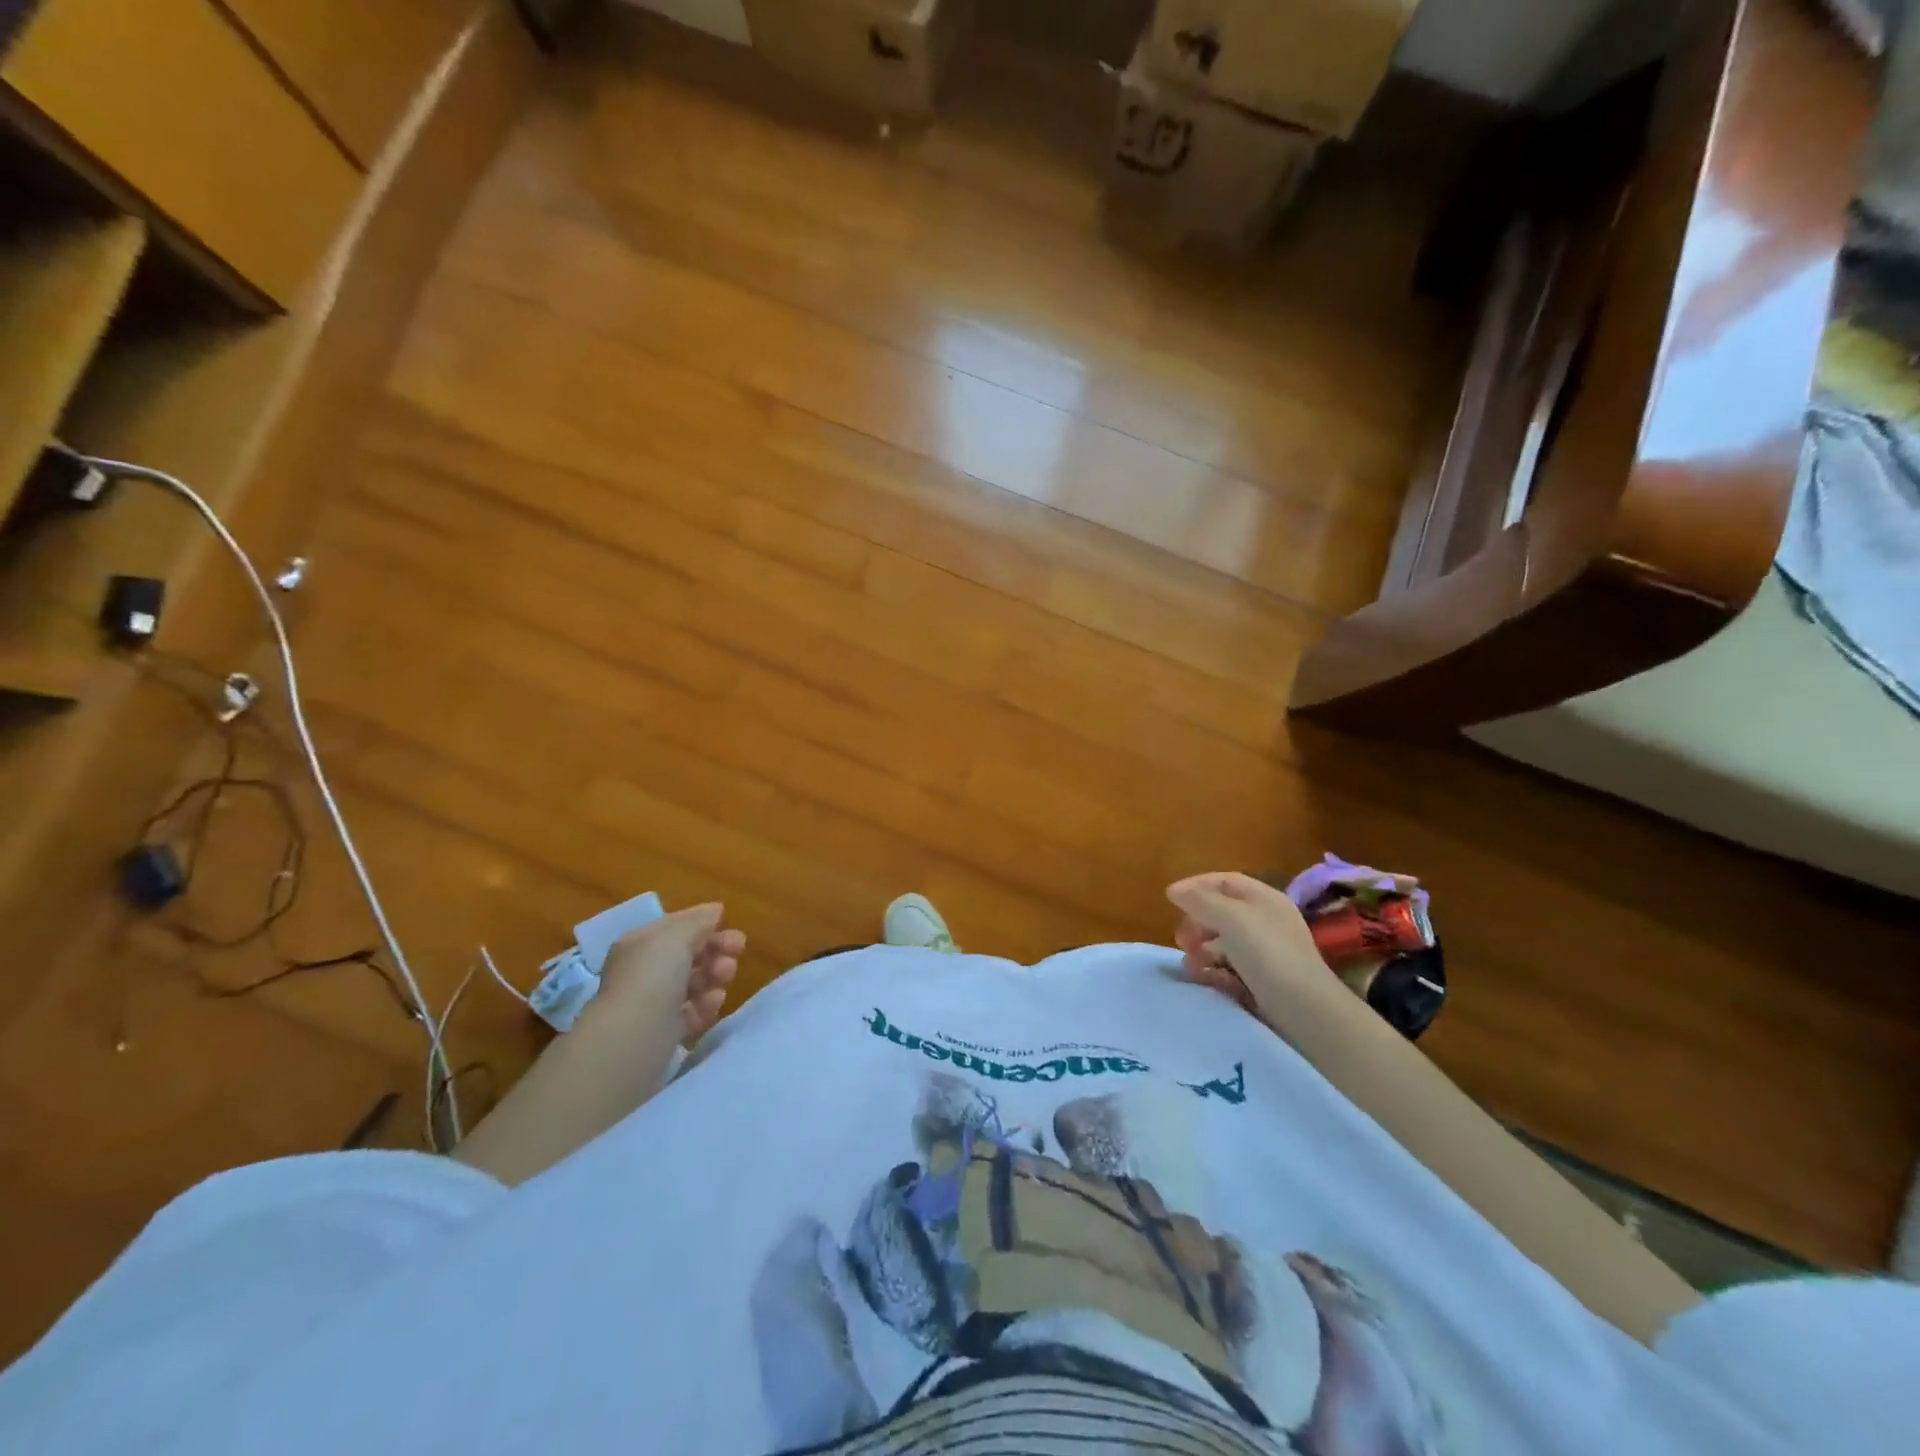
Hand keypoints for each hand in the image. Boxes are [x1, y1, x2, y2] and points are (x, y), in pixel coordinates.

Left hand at [598, 903, 745, 1043]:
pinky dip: (706, 1005)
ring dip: (714, 977)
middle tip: (737, 953)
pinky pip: (692, 1012)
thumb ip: (699, 920)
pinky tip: (714, 1003)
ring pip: (693, 984)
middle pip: (688, 956)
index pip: (677, 928)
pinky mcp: (663, 1033)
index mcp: (640, 944)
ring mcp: (653, 1003)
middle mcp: (643, 971)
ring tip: (724, 979)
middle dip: (716, 952)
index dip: (706, 927)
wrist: (633, 1037)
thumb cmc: (653, 975)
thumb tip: (715, 910)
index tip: (734, 932)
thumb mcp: (677, 935)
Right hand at [1167, 872, 1333, 1012]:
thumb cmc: (1268, 953)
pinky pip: (1229, 969)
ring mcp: (1265, 954)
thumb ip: (1200, 901)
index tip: (1170, 899)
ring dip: (1200, 950)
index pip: (1225, 881)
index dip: (1196, 885)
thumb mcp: (1231, 918)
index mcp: (1265, 899)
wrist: (1305, 1010)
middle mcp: (1266, 922)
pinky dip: (1212, 972)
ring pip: (1222, 943)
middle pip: (1221, 913)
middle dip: (1196, 923)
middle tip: (1182, 939)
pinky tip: (1204, 979)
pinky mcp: (1261, 982)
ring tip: (1191, 966)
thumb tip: (1174, 890)